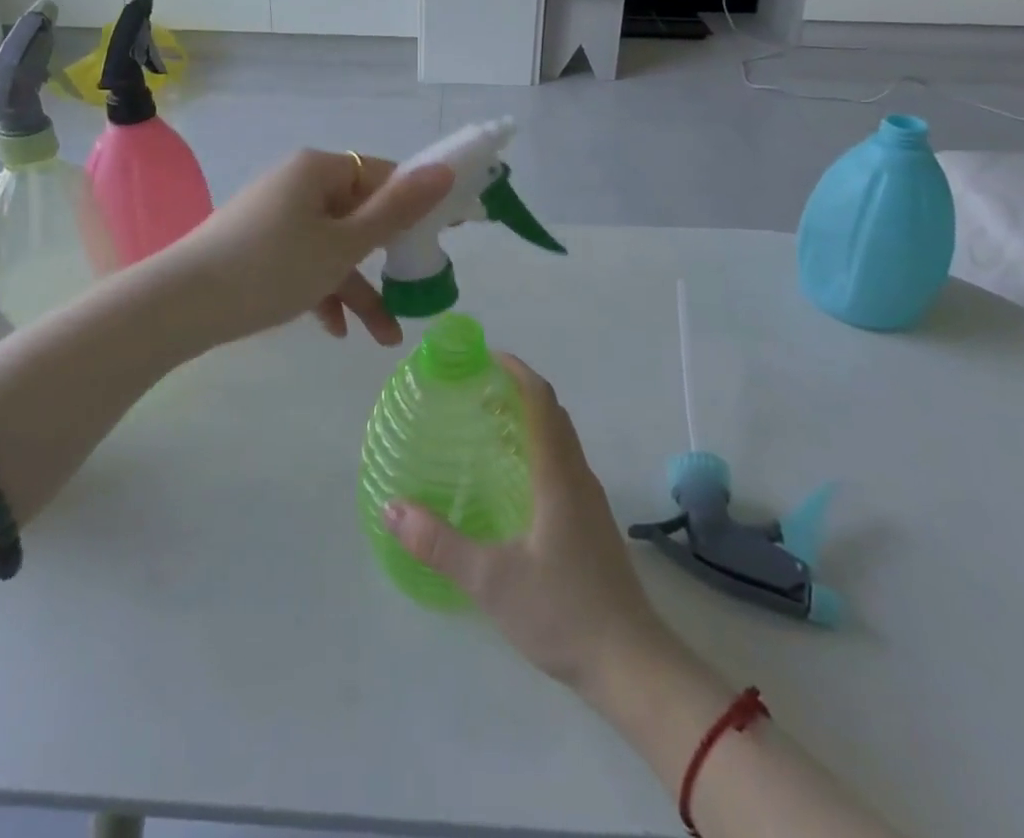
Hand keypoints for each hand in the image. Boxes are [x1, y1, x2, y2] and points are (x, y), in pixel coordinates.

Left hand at [159, 150, 453, 349]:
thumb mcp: (343, 245)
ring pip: (332, 247)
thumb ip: (397, 211)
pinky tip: (334, 331)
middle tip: (416, 288)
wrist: (180, 306)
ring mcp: (276, 217)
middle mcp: (298, 184)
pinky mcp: (258, 246)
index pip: (383, 175)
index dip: (416, 205)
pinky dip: (322, 291)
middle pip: (359, 215)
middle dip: (387, 260)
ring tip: (384, 337)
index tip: (441, 240)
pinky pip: (304, 261)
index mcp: (319, 170)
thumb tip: (446, 170)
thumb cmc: (272, 267)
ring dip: (358, 288)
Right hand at [383, 355, 675, 695]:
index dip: (516, 371)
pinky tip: (511, 478)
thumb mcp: (491, 581)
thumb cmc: (563, 612)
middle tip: (474, 388)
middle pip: (552, 413)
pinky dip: (537, 447)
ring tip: (486, 425)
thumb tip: (391, 508)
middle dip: (517, 390)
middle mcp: (578, 477)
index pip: (541, 401)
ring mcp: (589, 501)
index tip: (484, 356)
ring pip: (559, 439)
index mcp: (558, 475)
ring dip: (529, 418)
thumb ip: (439, 544)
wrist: (632, 666)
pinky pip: (562, 463)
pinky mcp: (590, 524)